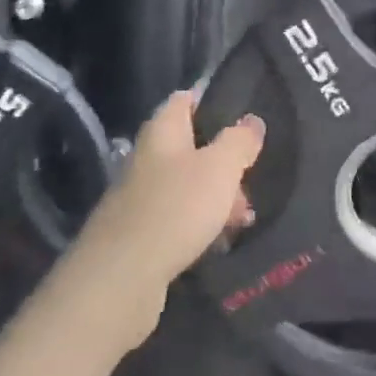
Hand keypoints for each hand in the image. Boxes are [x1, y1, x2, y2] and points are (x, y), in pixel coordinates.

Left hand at [58, 92, 265, 350]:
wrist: (123, 275)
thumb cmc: (177, 208)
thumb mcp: (220, 168)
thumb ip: (239, 141)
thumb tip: (252, 120)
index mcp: (162, 131)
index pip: (183, 100)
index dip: (210, 102)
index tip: (241, 115)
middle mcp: (147, 157)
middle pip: (190, 147)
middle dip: (223, 162)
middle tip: (250, 182)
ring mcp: (140, 196)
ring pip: (187, 185)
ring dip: (216, 197)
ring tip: (243, 219)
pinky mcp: (140, 232)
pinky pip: (178, 217)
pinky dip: (200, 224)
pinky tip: (218, 241)